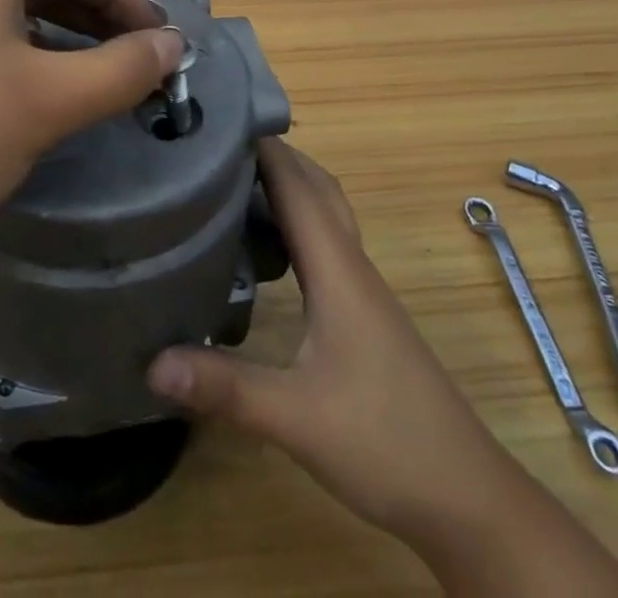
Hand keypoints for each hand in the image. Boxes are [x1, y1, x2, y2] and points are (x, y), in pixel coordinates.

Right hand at [146, 140, 512, 543]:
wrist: (467, 497)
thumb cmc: (385, 441)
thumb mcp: (296, 417)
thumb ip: (224, 387)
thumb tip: (150, 362)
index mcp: (337, 268)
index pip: (296, 186)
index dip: (260, 146)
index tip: (214, 120)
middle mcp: (351, 265)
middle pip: (315, 187)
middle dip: (272, 155)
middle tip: (216, 146)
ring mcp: (362, 289)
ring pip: (324, 213)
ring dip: (287, 185)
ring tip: (232, 183)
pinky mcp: (363, 313)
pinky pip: (326, 243)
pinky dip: (296, 222)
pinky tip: (268, 249)